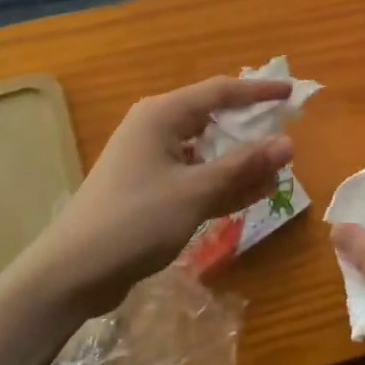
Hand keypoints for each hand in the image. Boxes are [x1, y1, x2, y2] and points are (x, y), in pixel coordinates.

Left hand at [28, 76, 294, 310]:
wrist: (71, 274)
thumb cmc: (134, 221)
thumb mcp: (194, 192)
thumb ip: (242, 166)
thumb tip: (288, 143)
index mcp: (162, 115)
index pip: (220, 91)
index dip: (259, 91)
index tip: (292, 93)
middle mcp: (157, 129)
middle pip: (213, 118)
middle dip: (251, 128)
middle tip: (287, 135)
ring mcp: (152, 160)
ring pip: (207, 151)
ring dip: (240, 160)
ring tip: (278, 170)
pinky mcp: (151, 189)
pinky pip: (196, 176)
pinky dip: (222, 183)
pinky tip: (252, 194)